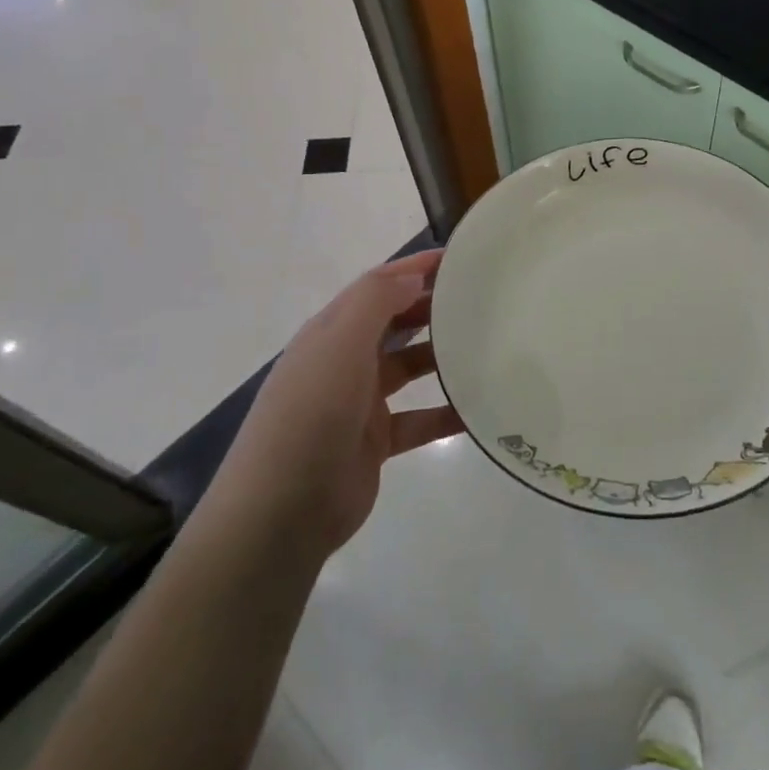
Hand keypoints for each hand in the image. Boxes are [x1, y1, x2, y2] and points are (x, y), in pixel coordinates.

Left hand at [227, 250, 461, 554]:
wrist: (281, 512)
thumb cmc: (311, 414)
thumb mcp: (339, 345)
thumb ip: (376, 302)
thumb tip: (413, 275)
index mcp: (330, 332)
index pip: (377, 286)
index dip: (415, 268)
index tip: (460, 258)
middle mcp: (344, 360)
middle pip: (394, 322)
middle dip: (431, 306)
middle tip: (483, 299)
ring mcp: (359, 403)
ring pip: (408, 367)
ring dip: (441, 356)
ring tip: (487, 346)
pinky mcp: (375, 442)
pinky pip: (418, 420)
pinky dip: (445, 413)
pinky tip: (479, 410)